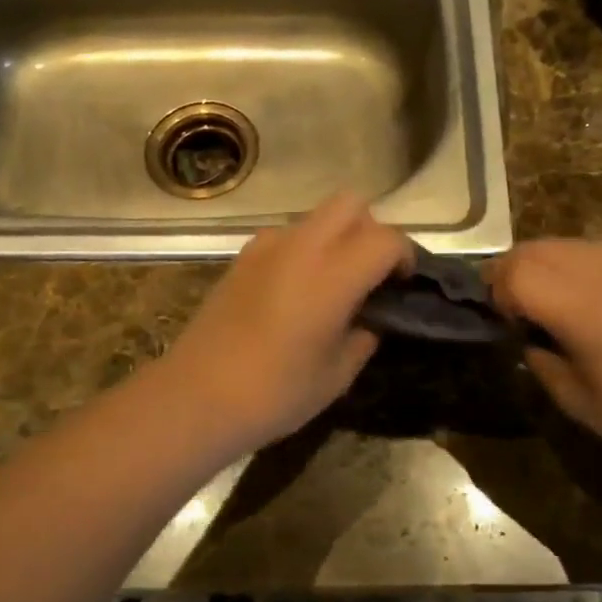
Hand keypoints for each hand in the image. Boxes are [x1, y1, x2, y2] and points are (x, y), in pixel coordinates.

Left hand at [160, 194, 411, 451]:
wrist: (195, 397)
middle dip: (371, 230)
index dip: (405, 256)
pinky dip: (304, 249)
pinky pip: (287, 235)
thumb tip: (370, 319)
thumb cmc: (274, 393)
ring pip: (317, 216)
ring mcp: (266, 247)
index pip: (386, 239)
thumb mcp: (336, 376)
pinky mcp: (242, 257)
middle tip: (371, 274)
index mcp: (332, 275)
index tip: (403, 284)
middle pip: (351, 204)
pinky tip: (296, 290)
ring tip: (333, 283)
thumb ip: (363, 337)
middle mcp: (301, 247)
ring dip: (337, 237)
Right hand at [490, 239, 601, 467]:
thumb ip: (540, 361)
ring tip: (551, 300)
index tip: (505, 320)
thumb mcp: (575, 400)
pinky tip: (590, 298)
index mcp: (584, 310)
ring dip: (544, 265)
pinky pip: (600, 251)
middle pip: (536, 249)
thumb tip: (527, 337)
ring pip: (566, 244)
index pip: (517, 273)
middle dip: (513, 272)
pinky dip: (578, 265)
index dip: (498, 291)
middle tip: (515, 306)